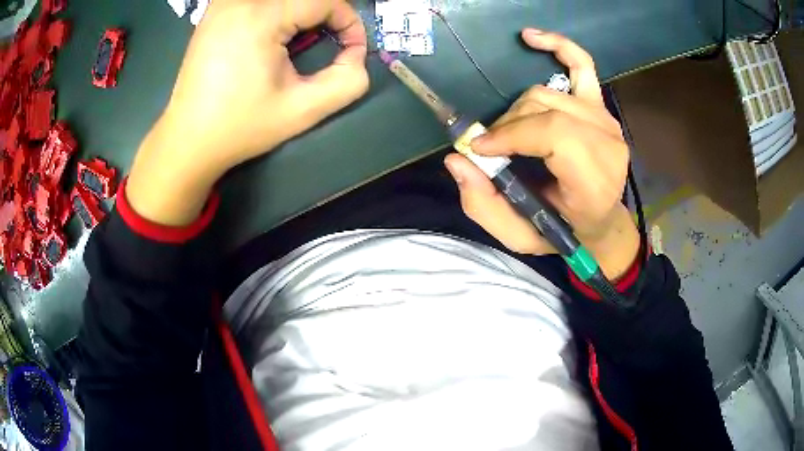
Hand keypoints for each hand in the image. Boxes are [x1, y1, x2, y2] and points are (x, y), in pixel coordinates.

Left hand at [127, 0, 368, 225]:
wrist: (188, 140)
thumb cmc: (240, 127)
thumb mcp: (303, 110)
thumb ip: (347, 80)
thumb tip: (356, 54)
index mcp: (261, 16)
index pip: (325, 1)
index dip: (349, 22)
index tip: (351, 51)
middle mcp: (240, 1)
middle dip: (325, 16)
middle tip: (326, 44)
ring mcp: (222, 4)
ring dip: (300, 13)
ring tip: (297, 43)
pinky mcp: (214, 12)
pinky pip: (257, 2)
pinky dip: (277, 12)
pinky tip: (271, 36)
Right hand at [444, 30, 638, 278]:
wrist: (601, 222)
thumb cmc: (563, 230)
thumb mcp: (520, 236)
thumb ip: (486, 206)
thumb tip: (458, 158)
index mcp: (595, 180)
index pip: (554, 134)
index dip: (511, 135)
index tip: (481, 149)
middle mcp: (607, 143)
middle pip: (544, 108)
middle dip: (508, 126)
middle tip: (491, 147)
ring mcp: (606, 119)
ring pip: (546, 92)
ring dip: (518, 109)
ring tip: (508, 131)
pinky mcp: (600, 105)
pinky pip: (580, 64)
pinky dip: (557, 46)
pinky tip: (530, 38)